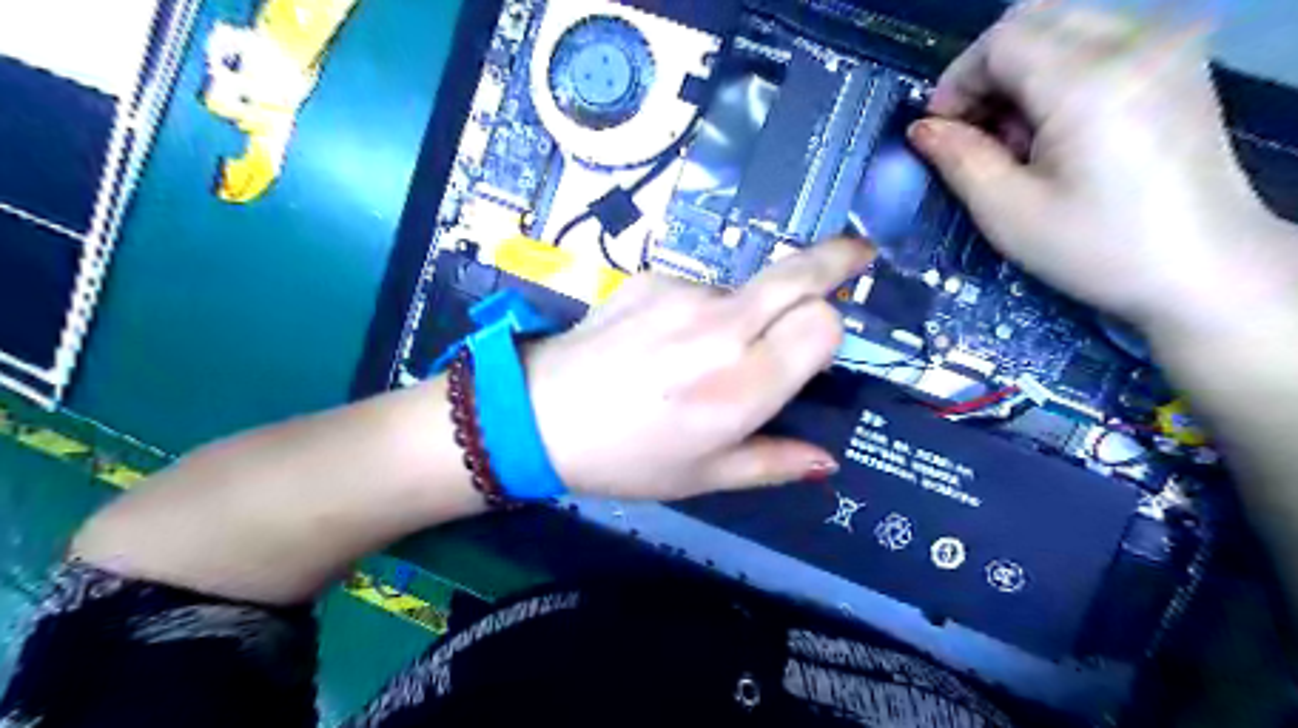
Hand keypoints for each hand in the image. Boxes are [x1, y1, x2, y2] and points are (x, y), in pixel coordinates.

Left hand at [528, 240, 881, 501]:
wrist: (538, 415)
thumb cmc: (627, 458)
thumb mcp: (704, 477)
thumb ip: (773, 464)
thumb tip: (828, 461)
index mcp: (740, 388)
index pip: (822, 324)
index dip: (829, 330)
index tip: (818, 348)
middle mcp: (720, 330)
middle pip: (800, 274)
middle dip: (837, 259)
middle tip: (858, 256)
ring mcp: (683, 295)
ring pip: (748, 288)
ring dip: (749, 312)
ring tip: (700, 355)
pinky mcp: (653, 277)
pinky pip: (703, 290)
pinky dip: (703, 312)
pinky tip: (664, 341)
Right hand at [906, 0, 1296, 332]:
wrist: (1205, 268)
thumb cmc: (1096, 249)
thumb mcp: (1007, 212)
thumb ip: (958, 158)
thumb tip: (921, 128)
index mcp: (1089, 81)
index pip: (1001, 40)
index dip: (956, 81)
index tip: (940, 132)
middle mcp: (1135, 43)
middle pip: (1033, 20)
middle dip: (986, 72)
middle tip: (973, 132)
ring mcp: (1165, 48)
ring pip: (1063, 27)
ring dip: (1020, 73)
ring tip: (1016, 139)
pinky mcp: (1177, 65)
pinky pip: (1097, 43)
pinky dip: (1057, 74)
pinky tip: (1055, 130)